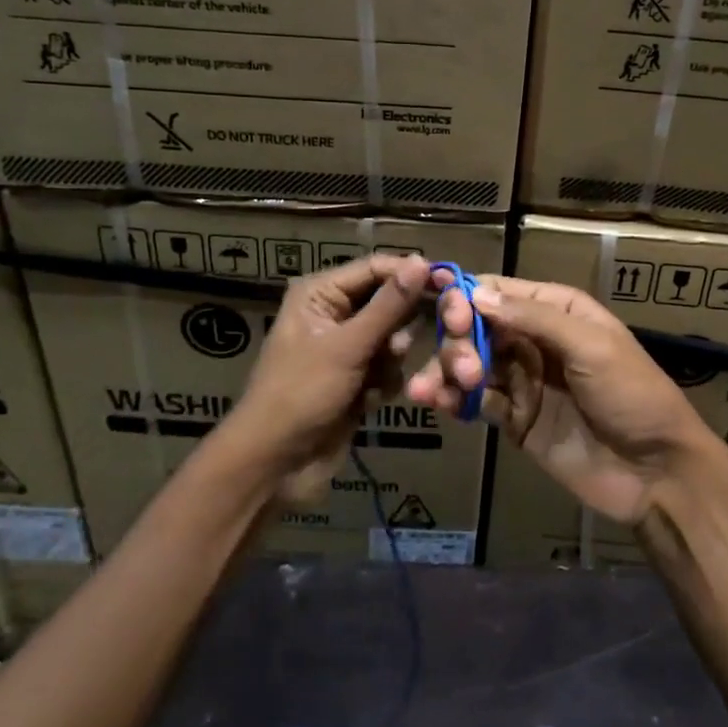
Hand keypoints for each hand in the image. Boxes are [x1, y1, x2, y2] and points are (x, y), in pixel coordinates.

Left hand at [222, 253, 430, 501]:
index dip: (410, 273)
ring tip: (374, 381)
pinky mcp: (356, 378)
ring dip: (390, 360)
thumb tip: (422, 261)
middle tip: (398, 349)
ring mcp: (346, 348)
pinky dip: (385, 382)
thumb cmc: (302, 394)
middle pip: (388, 302)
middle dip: (399, 328)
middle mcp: (333, 313)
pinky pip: (388, 366)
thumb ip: (389, 305)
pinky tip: (368, 401)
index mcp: (320, 293)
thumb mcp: (348, 346)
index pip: (376, 268)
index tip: (450, 283)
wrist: (277, 465)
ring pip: (393, 337)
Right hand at [406, 274, 710, 523]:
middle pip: (477, 327)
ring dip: (448, 371)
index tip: (449, 316)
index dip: (467, 298)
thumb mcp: (591, 346)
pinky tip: (439, 405)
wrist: (657, 472)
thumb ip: (534, 318)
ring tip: (430, 391)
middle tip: (463, 367)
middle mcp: (535, 339)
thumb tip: (477, 294)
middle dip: (458, 340)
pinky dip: (453, 400)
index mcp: (557, 311)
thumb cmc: (632, 395)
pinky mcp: (515, 419)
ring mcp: (523, 380)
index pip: (499, 292)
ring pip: (470, 364)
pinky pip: (476, 402)